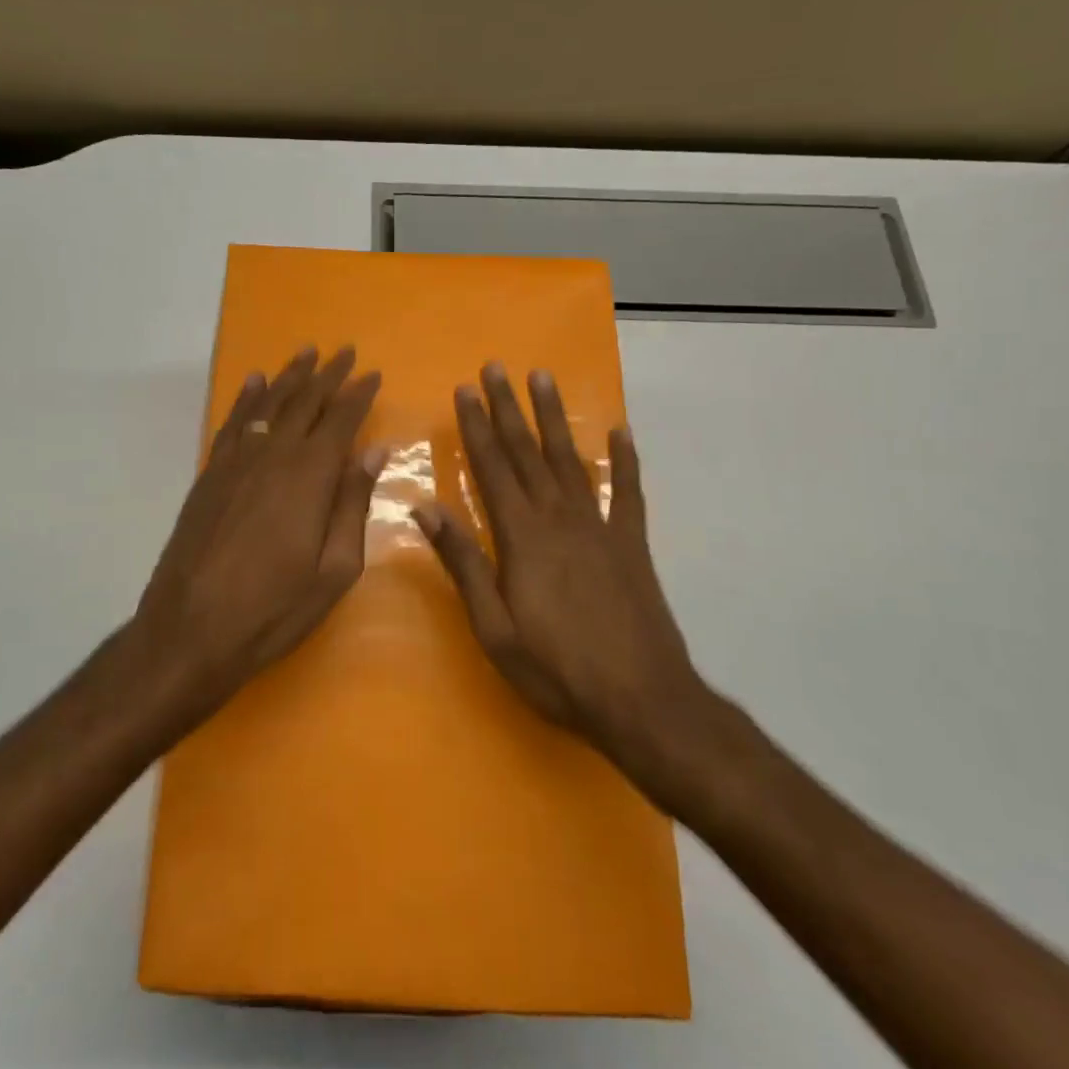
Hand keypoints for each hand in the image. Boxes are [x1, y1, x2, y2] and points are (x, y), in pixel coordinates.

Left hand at [131, 345, 385, 727]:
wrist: (190, 629)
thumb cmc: (274, 607)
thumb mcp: (334, 568)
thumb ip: (353, 503)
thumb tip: (375, 450)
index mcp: (310, 476)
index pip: (341, 420)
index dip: (358, 394)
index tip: (373, 373)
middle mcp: (273, 455)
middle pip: (304, 402)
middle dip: (328, 374)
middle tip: (344, 350)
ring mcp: (236, 462)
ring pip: (268, 404)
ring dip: (289, 376)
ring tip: (306, 352)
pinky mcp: (210, 475)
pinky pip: (233, 423)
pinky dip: (246, 399)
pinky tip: (254, 382)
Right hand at [413, 363, 723, 811]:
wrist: (642, 700)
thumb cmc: (557, 669)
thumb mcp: (493, 627)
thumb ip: (463, 563)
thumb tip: (425, 509)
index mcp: (522, 536)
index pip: (492, 467)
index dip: (476, 426)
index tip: (464, 390)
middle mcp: (559, 517)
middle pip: (528, 452)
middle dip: (508, 407)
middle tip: (496, 367)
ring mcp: (600, 526)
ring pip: (570, 459)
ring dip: (554, 418)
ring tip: (543, 378)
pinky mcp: (632, 543)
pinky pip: (629, 491)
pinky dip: (625, 459)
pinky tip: (620, 432)